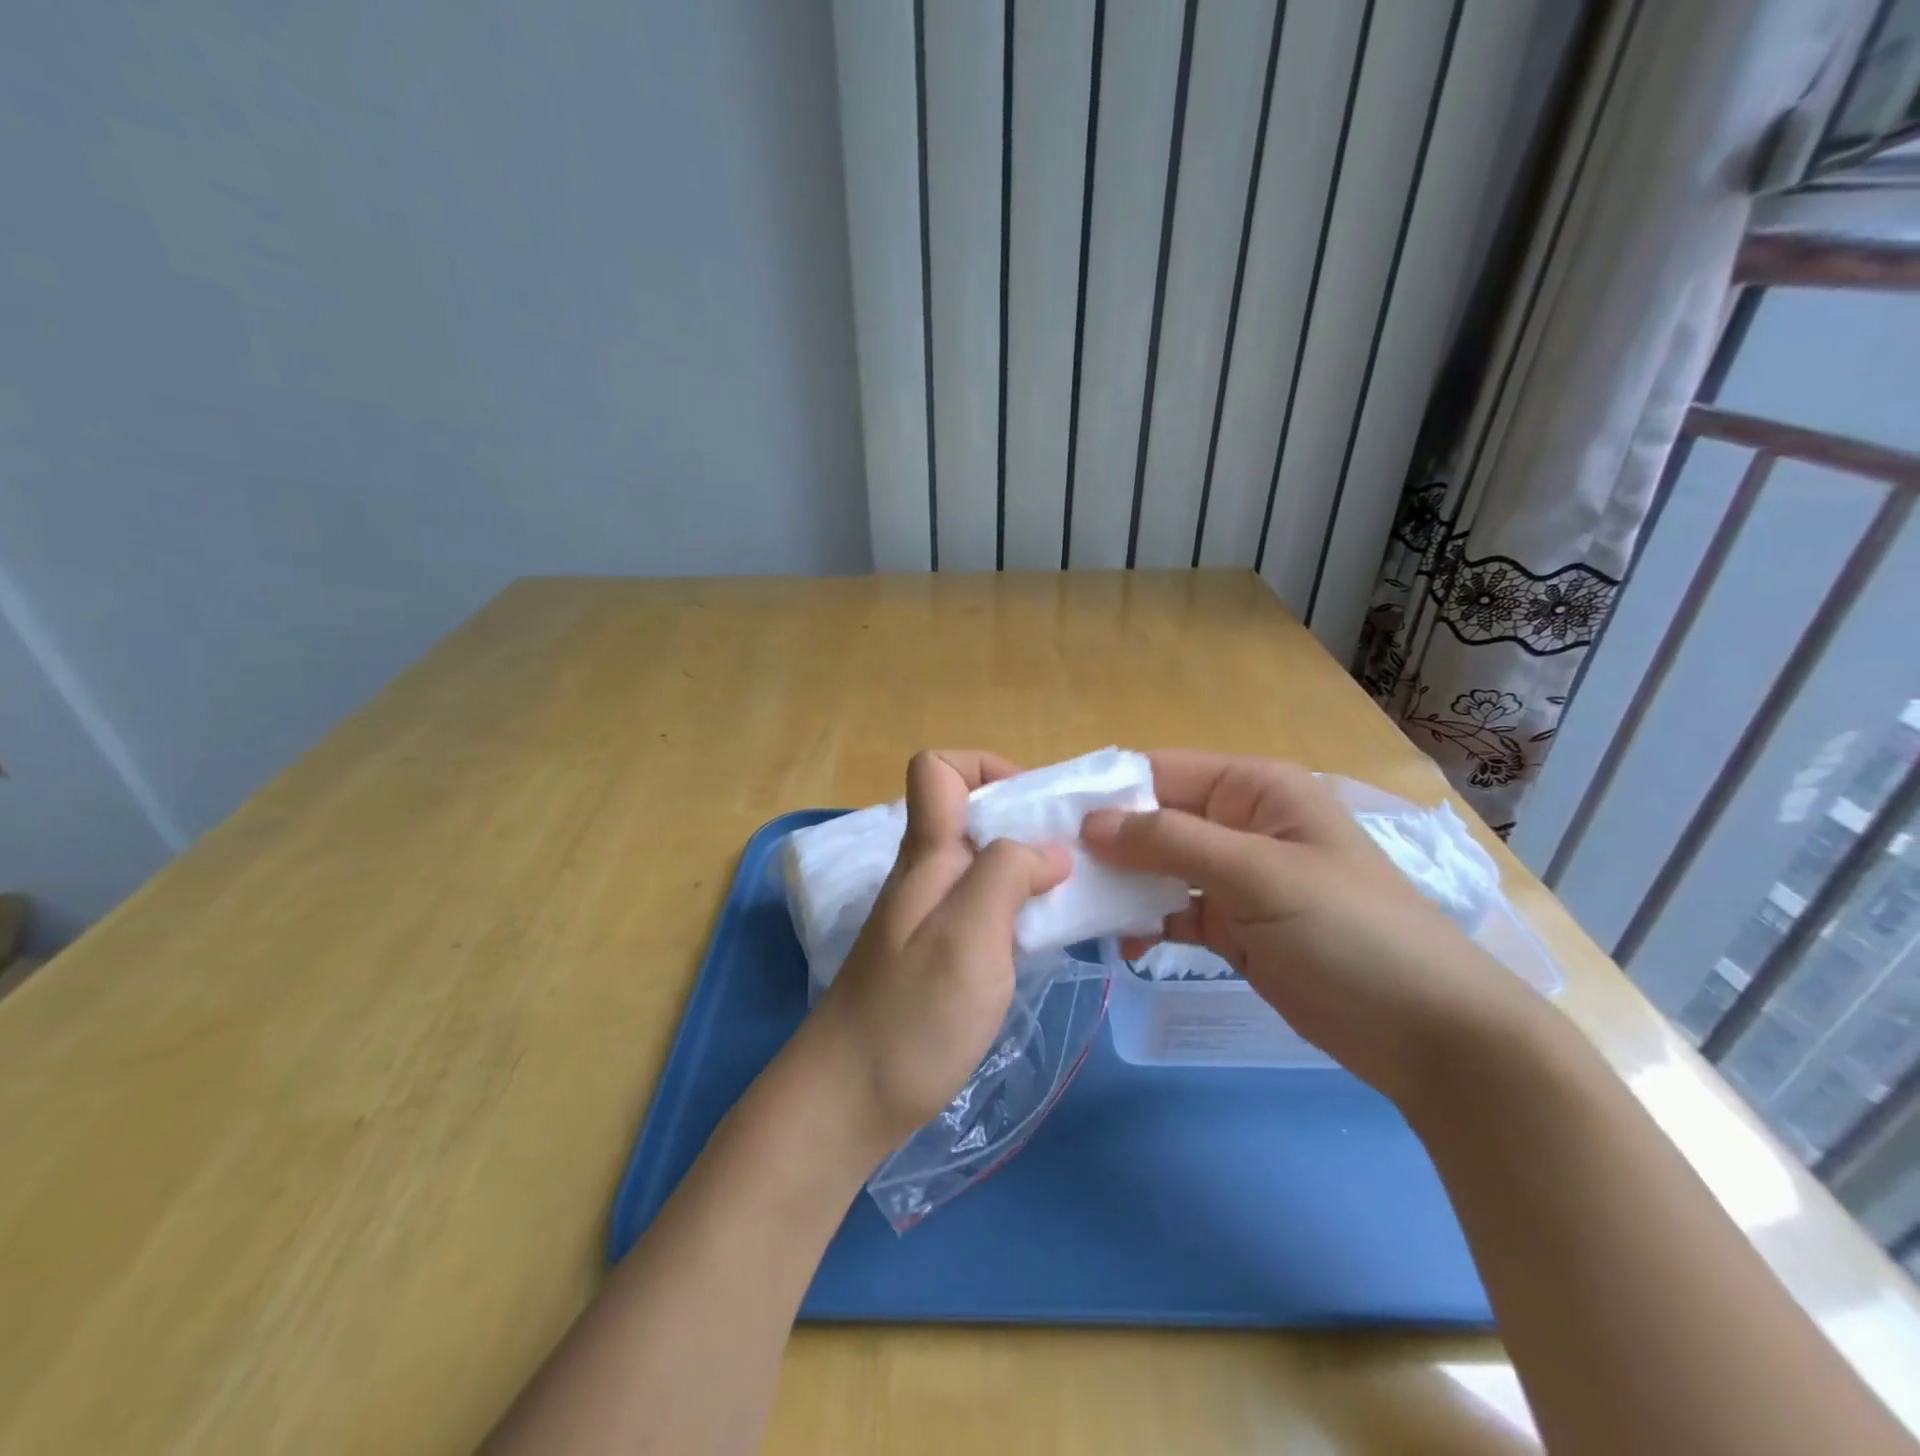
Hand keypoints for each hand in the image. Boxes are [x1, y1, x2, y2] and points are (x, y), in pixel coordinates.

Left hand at [809, 751, 1071, 1154]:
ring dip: (1027, 868)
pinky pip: (982, 907)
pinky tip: (1042, 939)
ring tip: (1071, 899)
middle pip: (970, 814)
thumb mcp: (968, 936)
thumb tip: (1049, 850)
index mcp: (926, 855)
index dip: (985, 768)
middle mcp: (925, 875)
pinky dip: (1017, 909)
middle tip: (1074, 860)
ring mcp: (928, 917)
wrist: (848, 1101)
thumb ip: (1006, 875)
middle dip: (1025, 821)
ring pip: (981, 863)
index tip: (1034, 809)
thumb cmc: (912, 1015)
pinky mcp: (937, 955)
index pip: (936, 769)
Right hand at [1082, 752, 1533, 1101]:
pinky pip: (1175, 911)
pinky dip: (1147, 923)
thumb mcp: (1258, 875)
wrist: (1430, 1036)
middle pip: (1155, 821)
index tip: (1048, 817)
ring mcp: (1237, 878)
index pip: (1161, 772)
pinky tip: (1122, 944)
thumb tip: (1091, 822)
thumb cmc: (1350, 933)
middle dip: (1107, 843)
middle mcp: (1240, 824)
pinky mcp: (1235, 926)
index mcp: (1254, 789)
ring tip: (1075, 908)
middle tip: (1050, 870)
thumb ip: (1171, 842)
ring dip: (1121, 886)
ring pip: (1159, 868)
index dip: (1106, 791)